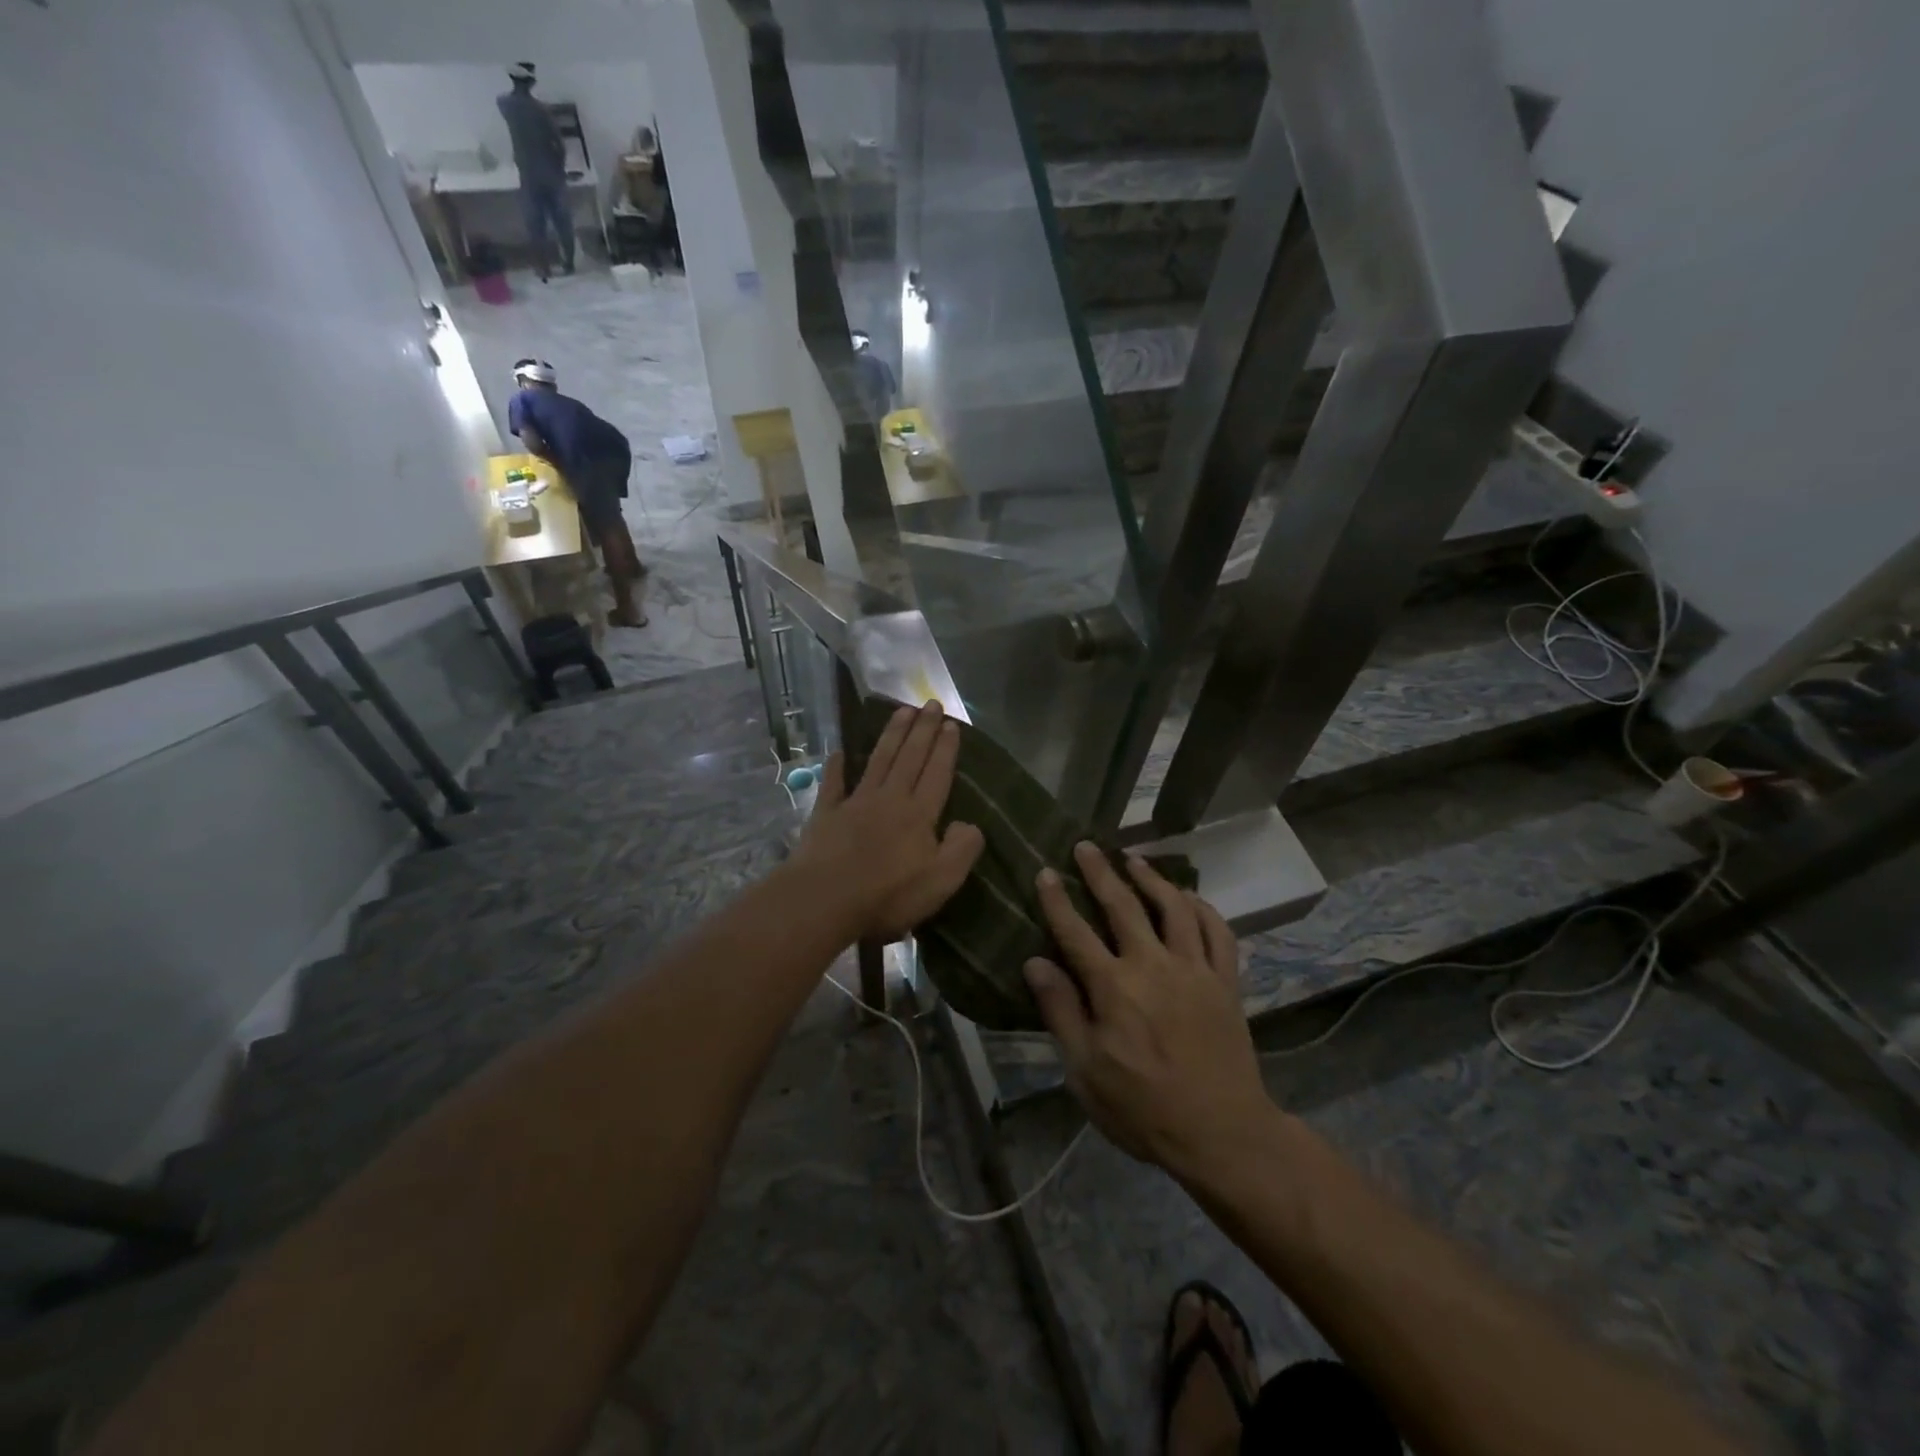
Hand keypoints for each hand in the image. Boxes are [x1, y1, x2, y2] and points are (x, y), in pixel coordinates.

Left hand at [794, 701, 985, 942]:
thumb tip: (970, 824)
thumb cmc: (888, 895)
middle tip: (931, 703)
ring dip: (891, 735)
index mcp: (919, 814)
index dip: (946, 748)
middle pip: (910, 757)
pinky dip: (837, 766)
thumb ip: (962, 849)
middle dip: (922, 729)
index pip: (937, 773)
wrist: (825, 900)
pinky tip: (839, 751)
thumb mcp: (941, 881)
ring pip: (878, 760)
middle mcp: (890, 799)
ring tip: (902, 711)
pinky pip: (833, 784)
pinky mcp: (826, 814)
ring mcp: (855, 803)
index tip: (952, 724)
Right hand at [1024, 844, 1276, 1182]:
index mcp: (1114, 988)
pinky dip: (1204, 908)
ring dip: (1153, 878)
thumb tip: (1035, 962)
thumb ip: (1061, 1011)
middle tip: (1086, 846)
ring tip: (1135, 860)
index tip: (1044, 872)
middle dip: (1100, 872)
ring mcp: (1195, 970)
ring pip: (1174, 908)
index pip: (1076, 932)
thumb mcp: (1085, 1071)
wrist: (1221, 1134)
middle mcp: (1154, 966)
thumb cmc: (1143, 1108)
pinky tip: (1190, 897)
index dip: (1057, 900)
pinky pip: (1218, 932)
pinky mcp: (1225, 982)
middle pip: (1124, 906)